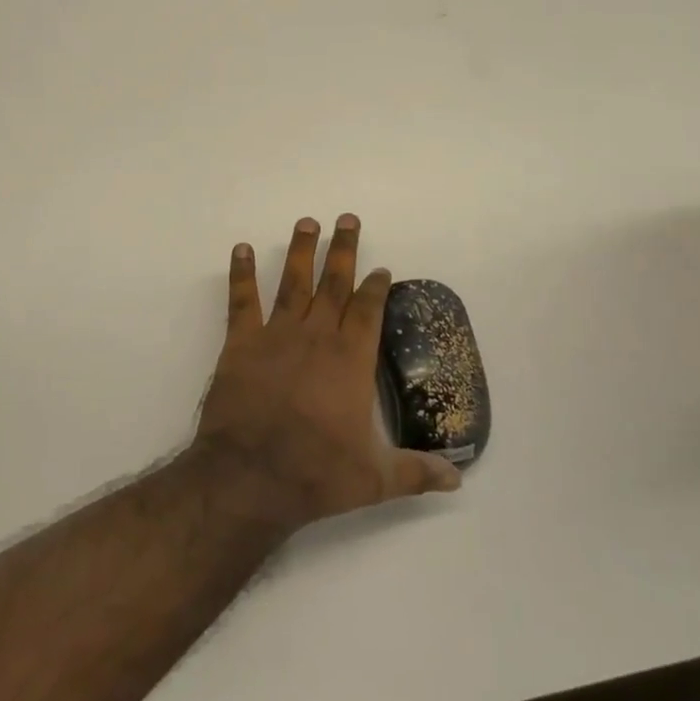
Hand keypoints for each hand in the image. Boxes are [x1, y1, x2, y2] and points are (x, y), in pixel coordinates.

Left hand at [192, 214, 461, 531]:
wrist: (251, 476)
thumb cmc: (317, 473)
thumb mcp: (375, 479)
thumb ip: (416, 472)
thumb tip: (458, 481)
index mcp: (351, 359)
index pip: (368, 310)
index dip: (376, 286)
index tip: (380, 268)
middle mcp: (317, 336)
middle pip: (334, 283)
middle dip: (343, 250)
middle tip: (347, 218)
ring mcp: (277, 335)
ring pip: (294, 282)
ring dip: (301, 251)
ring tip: (307, 222)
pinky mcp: (241, 343)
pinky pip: (242, 300)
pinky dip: (241, 273)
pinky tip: (242, 249)